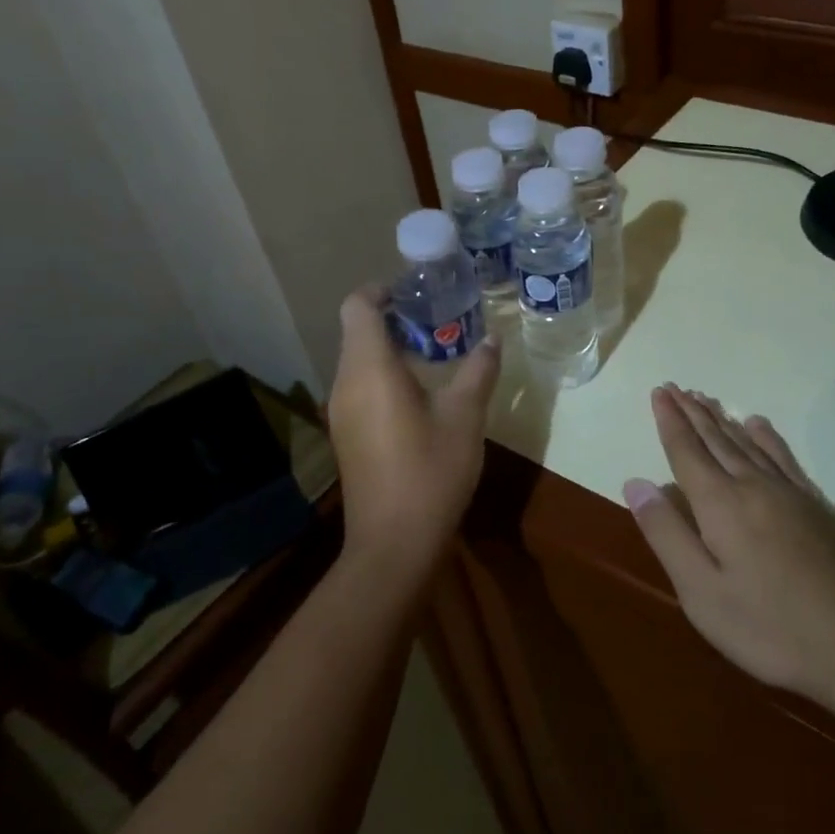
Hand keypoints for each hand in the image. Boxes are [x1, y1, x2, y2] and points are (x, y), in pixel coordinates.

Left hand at [328, 289, 500, 572]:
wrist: (394, 543)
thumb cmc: (430, 471)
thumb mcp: (465, 417)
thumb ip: (478, 371)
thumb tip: (493, 339)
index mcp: (369, 369)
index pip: (357, 307)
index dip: (381, 290)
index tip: (416, 292)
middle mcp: (345, 383)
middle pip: (357, 331)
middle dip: (393, 317)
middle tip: (438, 318)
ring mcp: (341, 412)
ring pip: (358, 361)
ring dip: (390, 348)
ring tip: (435, 351)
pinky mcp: (347, 434)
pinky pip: (360, 386)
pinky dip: (384, 375)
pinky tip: (420, 393)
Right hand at [623, 385, 834, 708]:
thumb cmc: (769, 627)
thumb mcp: (701, 592)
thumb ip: (667, 534)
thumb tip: (636, 482)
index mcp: (721, 504)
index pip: (686, 451)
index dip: (669, 421)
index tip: (659, 392)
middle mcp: (753, 485)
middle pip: (716, 439)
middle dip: (691, 412)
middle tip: (674, 387)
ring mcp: (790, 493)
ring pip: (747, 443)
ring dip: (722, 419)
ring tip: (705, 398)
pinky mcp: (817, 506)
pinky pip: (783, 457)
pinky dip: (765, 436)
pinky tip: (758, 425)